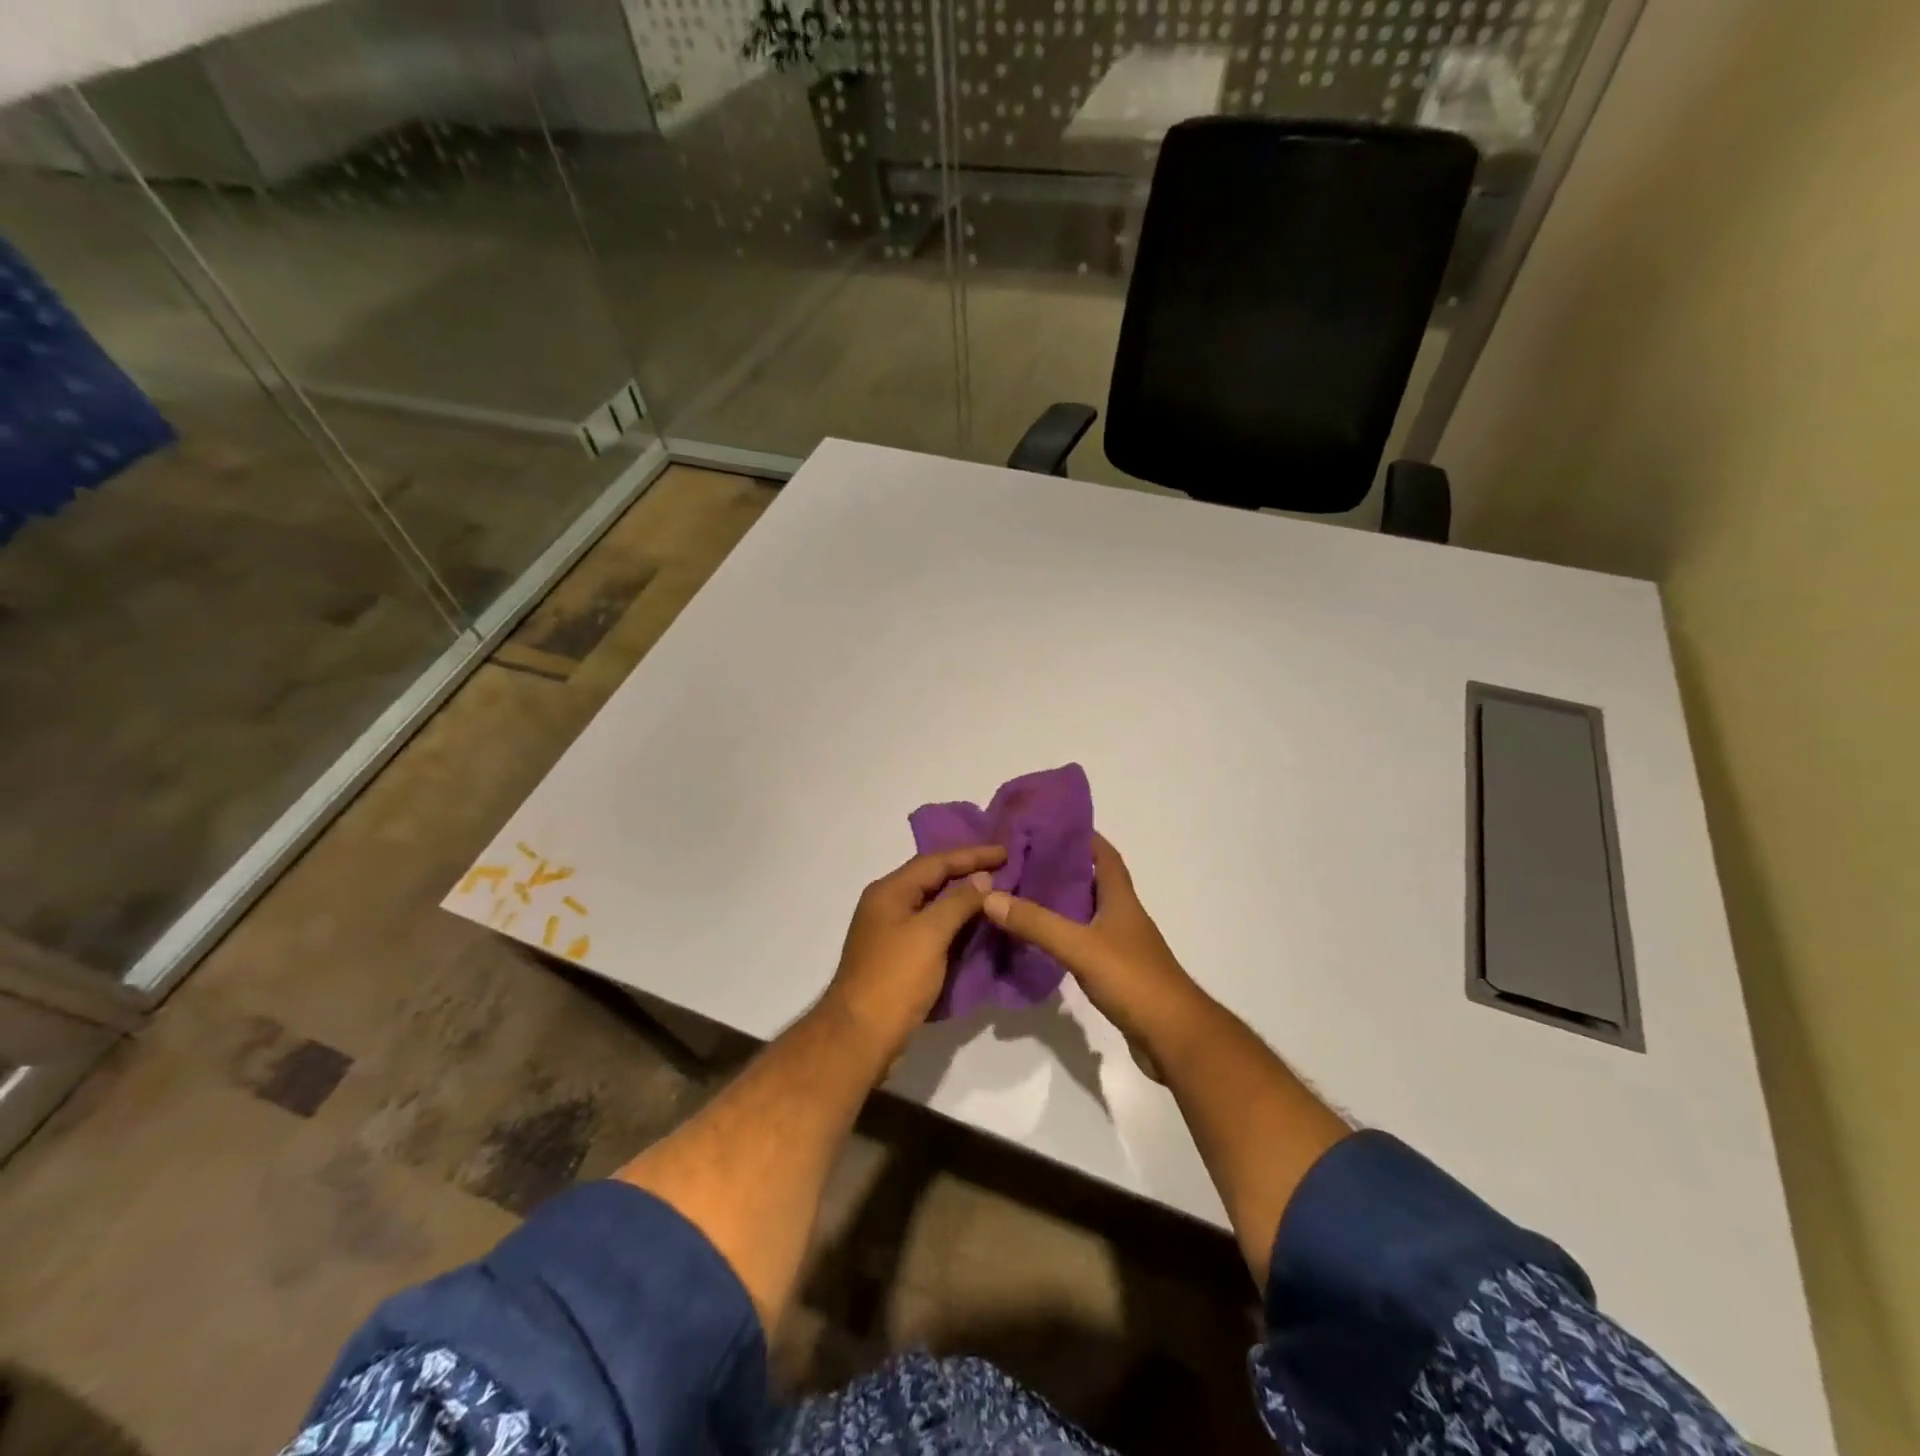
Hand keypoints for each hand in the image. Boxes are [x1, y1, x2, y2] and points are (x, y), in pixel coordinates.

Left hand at [823, 844, 1006, 1060]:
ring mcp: (891, 933)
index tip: (1006, 852)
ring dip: (963, 900)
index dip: (972, 855)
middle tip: (1004, 870)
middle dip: (968, 873)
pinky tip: (977, 928)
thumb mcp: (930, 933)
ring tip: (997, 895)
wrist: (861, 1035)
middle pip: (932, 879)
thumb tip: (982, 878)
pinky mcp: (898, 958)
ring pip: (933, 906)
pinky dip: (955, 925)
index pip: (936, 861)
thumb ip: (958, 901)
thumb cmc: (895, 977)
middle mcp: (887, 905)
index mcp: (889, 891)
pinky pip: (932, 929)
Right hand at [982, 834, 1199, 1079]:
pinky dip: (1065, 935)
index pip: (1105, 855)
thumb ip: (1037, 923)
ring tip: (1023, 895)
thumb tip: (990, 896)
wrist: (1174, 1037)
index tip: (1049, 826)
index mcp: (1121, 899)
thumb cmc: (1133, 980)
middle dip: (1062, 868)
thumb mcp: (1080, 947)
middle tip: (1022, 861)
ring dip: (1062, 903)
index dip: (1082, 836)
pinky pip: (1085, 942)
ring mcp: (1123, 945)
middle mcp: (1123, 916)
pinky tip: (1041, 941)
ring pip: (1088, 913)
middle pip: (1093, 881)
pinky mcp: (1117, 972)